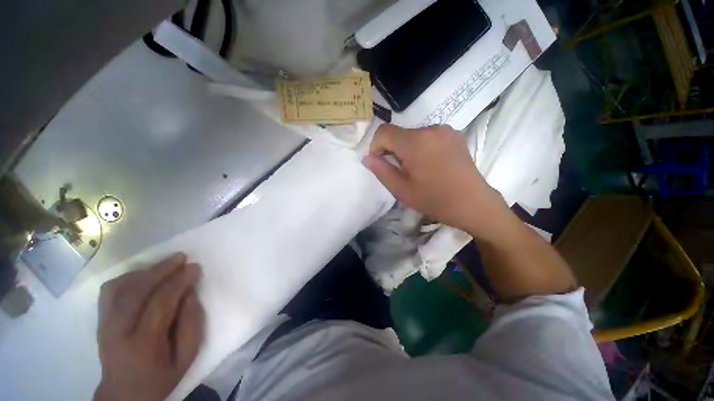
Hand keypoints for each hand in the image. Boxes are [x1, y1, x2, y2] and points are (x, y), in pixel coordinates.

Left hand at [94, 253, 203, 400]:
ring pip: (120, 287)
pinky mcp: (100, 320)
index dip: (179, 282)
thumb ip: (192, 323)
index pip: (160, 303)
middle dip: (162, 270)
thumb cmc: (161, 376)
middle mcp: (118, 331)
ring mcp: (105, 324)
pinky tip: (144, 275)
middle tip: (181, 257)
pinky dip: (128, 277)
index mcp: (143, 344)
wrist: (124, 394)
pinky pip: (110, 290)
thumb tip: (189, 293)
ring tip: (166, 264)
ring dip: (145, 271)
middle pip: (137, 291)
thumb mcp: (186, 357)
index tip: (195, 268)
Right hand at [363, 124, 507, 236]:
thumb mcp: (401, 189)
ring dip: (407, 149)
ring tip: (417, 169)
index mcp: (415, 142)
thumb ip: (381, 170)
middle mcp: (430, 128)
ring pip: (413, 135)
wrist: (473, 203)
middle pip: (399, 133)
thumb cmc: (434, 199)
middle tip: (401, 172)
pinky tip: (430, 164)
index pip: (383, 131)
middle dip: (393, 150)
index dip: (376, 146)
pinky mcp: (454, 135)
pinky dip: (421, 147)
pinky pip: (428, 136)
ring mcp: (445, 130)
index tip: (381, 163)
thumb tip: (367, 157)